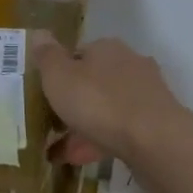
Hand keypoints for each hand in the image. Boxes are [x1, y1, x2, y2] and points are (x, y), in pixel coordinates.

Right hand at [31, 33, 190, 166]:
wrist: (152, 139)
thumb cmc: (98, 102)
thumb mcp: (59, 77)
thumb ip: (47, 57)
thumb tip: (39, 33)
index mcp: (106, 49)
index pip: (78, 53)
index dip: (59, 73)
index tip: (45, 93)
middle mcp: (129, 64)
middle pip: (94, 82)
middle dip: (74, 102)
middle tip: (51, 123)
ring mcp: (145, 94)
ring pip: (106, 108)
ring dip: (84, 126)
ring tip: (60, 151)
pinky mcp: (153, 122)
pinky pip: (118, 130)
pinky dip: (99, 142)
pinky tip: (82, 159)